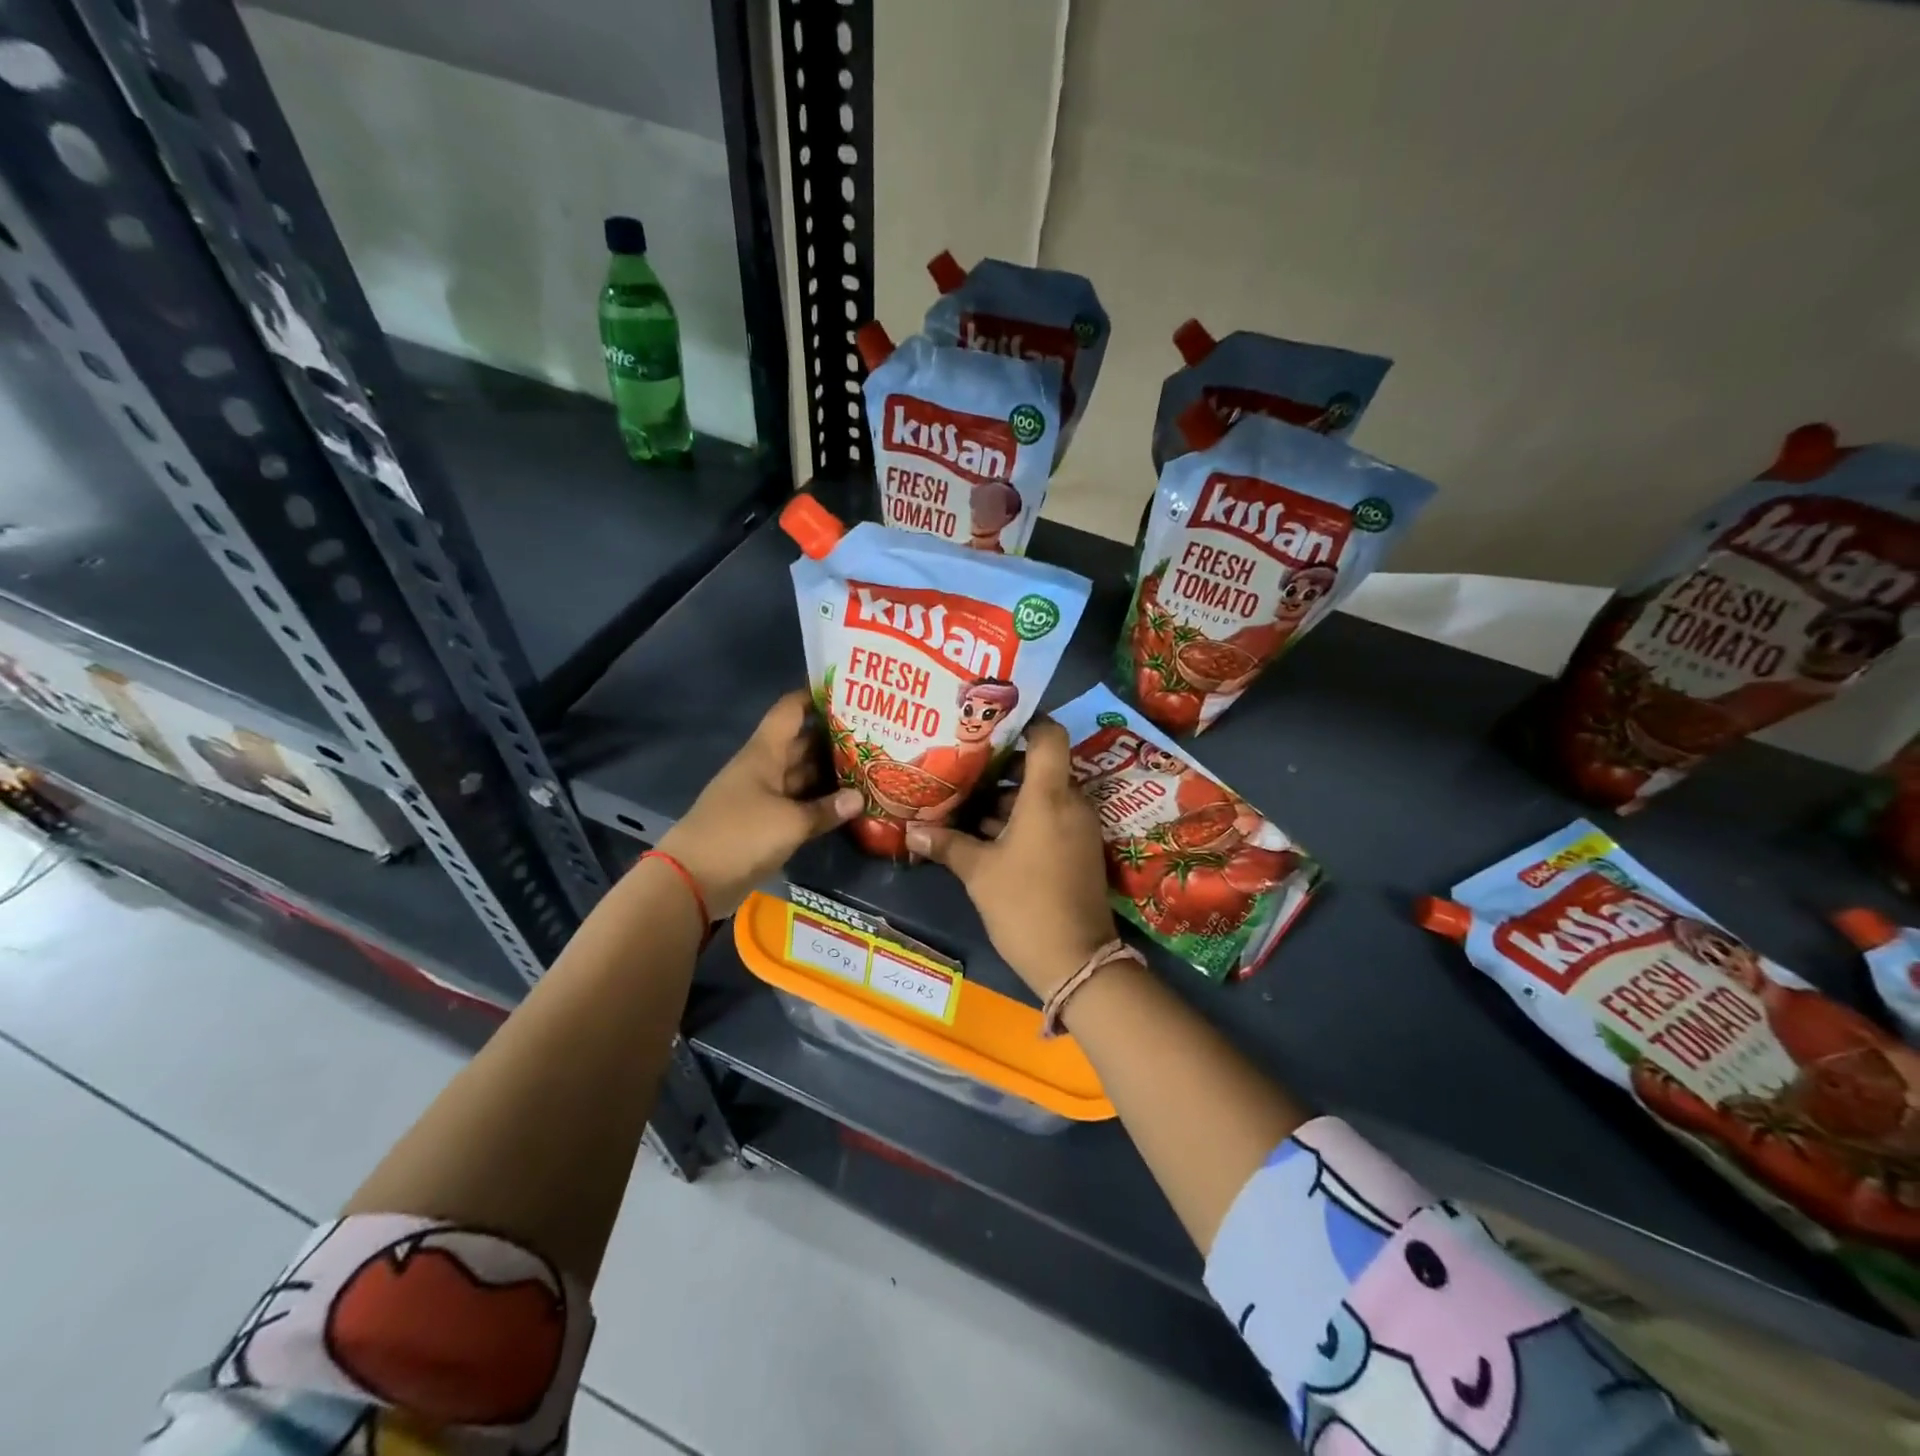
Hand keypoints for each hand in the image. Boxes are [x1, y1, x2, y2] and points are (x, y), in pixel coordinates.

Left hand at [657, 690, 861, 915]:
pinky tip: (847, 803)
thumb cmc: (740, 835)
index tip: (847, 691)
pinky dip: (819, 801)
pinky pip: (797, 803)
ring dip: (830, 772)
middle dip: (833, 737)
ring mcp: (763, 795)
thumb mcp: (790, 822)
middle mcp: (764, 767)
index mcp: (764, 753)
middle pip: (801, 743)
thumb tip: (859, 797)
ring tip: (870, 764)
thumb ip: (826, 809)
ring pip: (801, 775)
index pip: (790, 711)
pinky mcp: (764, 822)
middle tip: (874, 733)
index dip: (814, 696)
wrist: (693, 879)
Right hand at [904, 719, 1117, 999]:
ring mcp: (1078, 828)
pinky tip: (985, 834)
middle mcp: (1070, 803)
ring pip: (1042, 796)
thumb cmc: (1025, 905)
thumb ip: (946, 844)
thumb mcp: (979, 873)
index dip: (1025, 720)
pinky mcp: (1078, 850)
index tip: (990, 722)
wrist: (1077, 962)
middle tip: (963, 764)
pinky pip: (1049, 819)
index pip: (1049, 735)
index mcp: (1049, 796)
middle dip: (1002, 766)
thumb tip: (912, 831)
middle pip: (1040, 767)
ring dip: (1008, 798)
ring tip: (964, 801)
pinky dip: (1022, 820)